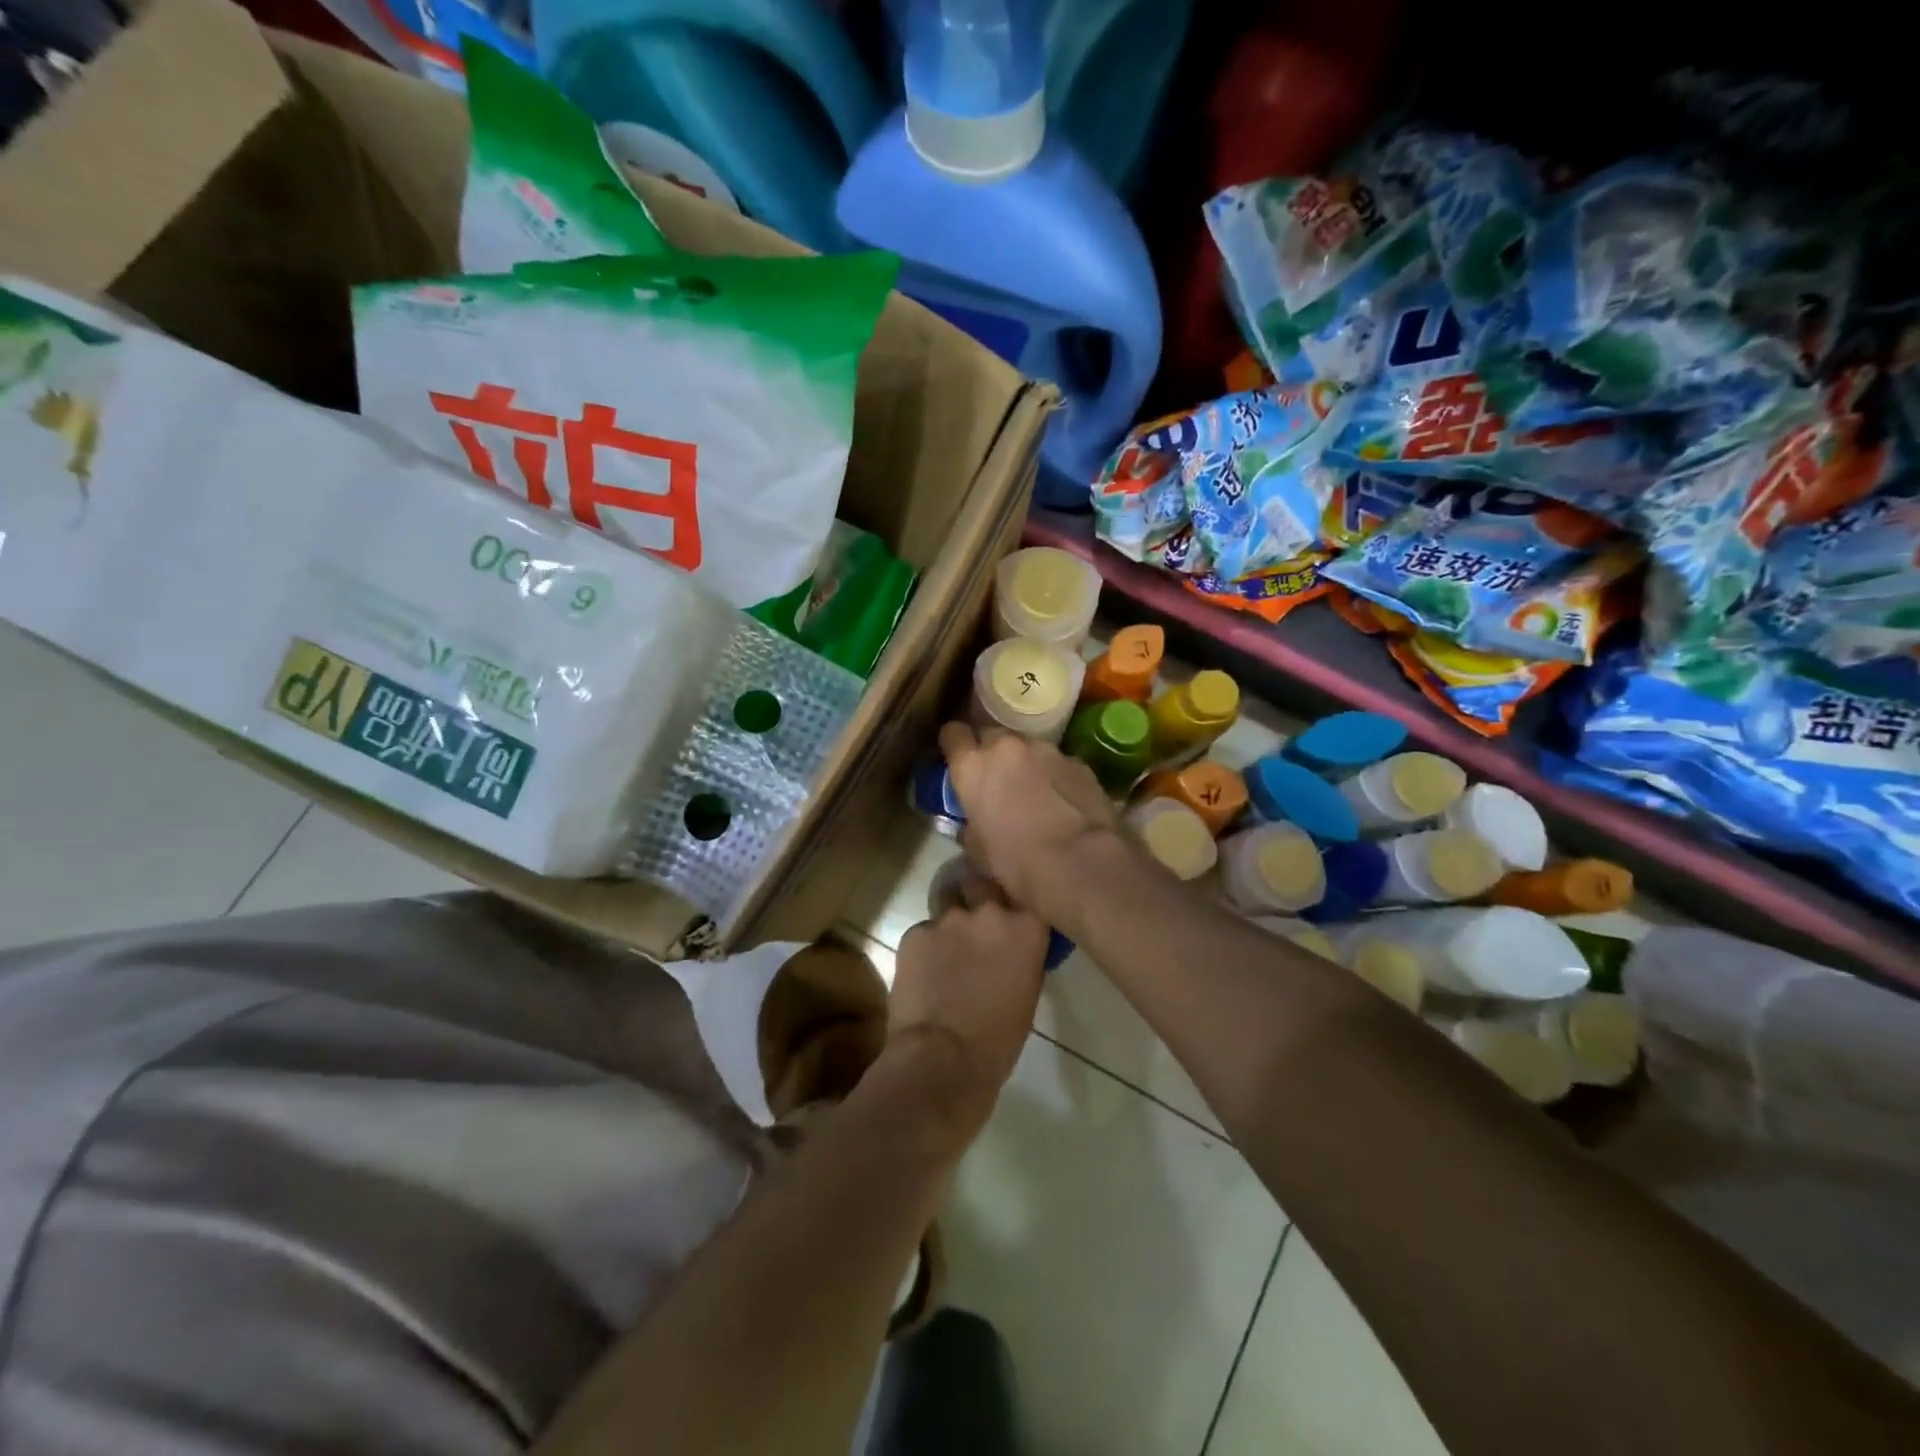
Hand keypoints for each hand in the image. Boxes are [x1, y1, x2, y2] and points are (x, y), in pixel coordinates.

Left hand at [889, 869, 1048, 1135]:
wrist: (943, 1059)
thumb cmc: (998, 1040)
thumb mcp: (1028, 991)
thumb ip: (1021, 954)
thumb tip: (1011, 946)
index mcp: (1027, 927)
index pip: (1022, 891)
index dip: (1013, 897)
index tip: (1010, 907)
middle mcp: (990, 912)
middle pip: (981, 882)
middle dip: (978, 894)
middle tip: (975, 921)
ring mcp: (948, 919)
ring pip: (949, 905)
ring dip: (951, 923)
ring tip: (947, 954)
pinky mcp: (914, 932)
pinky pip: (923, 931)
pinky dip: (925, 948)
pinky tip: (924, 975)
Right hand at [937, 721, 1121, 926]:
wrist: (1078, 862)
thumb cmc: (1016, 862)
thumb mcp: (977, 850)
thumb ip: (970, 825)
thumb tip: (972, 825)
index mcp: (972, 766)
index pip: (953, 733)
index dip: (954, 745)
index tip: (958, 760)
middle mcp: (1006, 747)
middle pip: (991, 734)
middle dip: (991, 752)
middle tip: (996, 779)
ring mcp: (1046, 750)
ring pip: (1027, 747)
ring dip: (1025, 763)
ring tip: (1034, 792)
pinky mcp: (1078, 761)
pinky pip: (1057, 762)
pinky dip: (1055, 775)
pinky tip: (1063, 801)